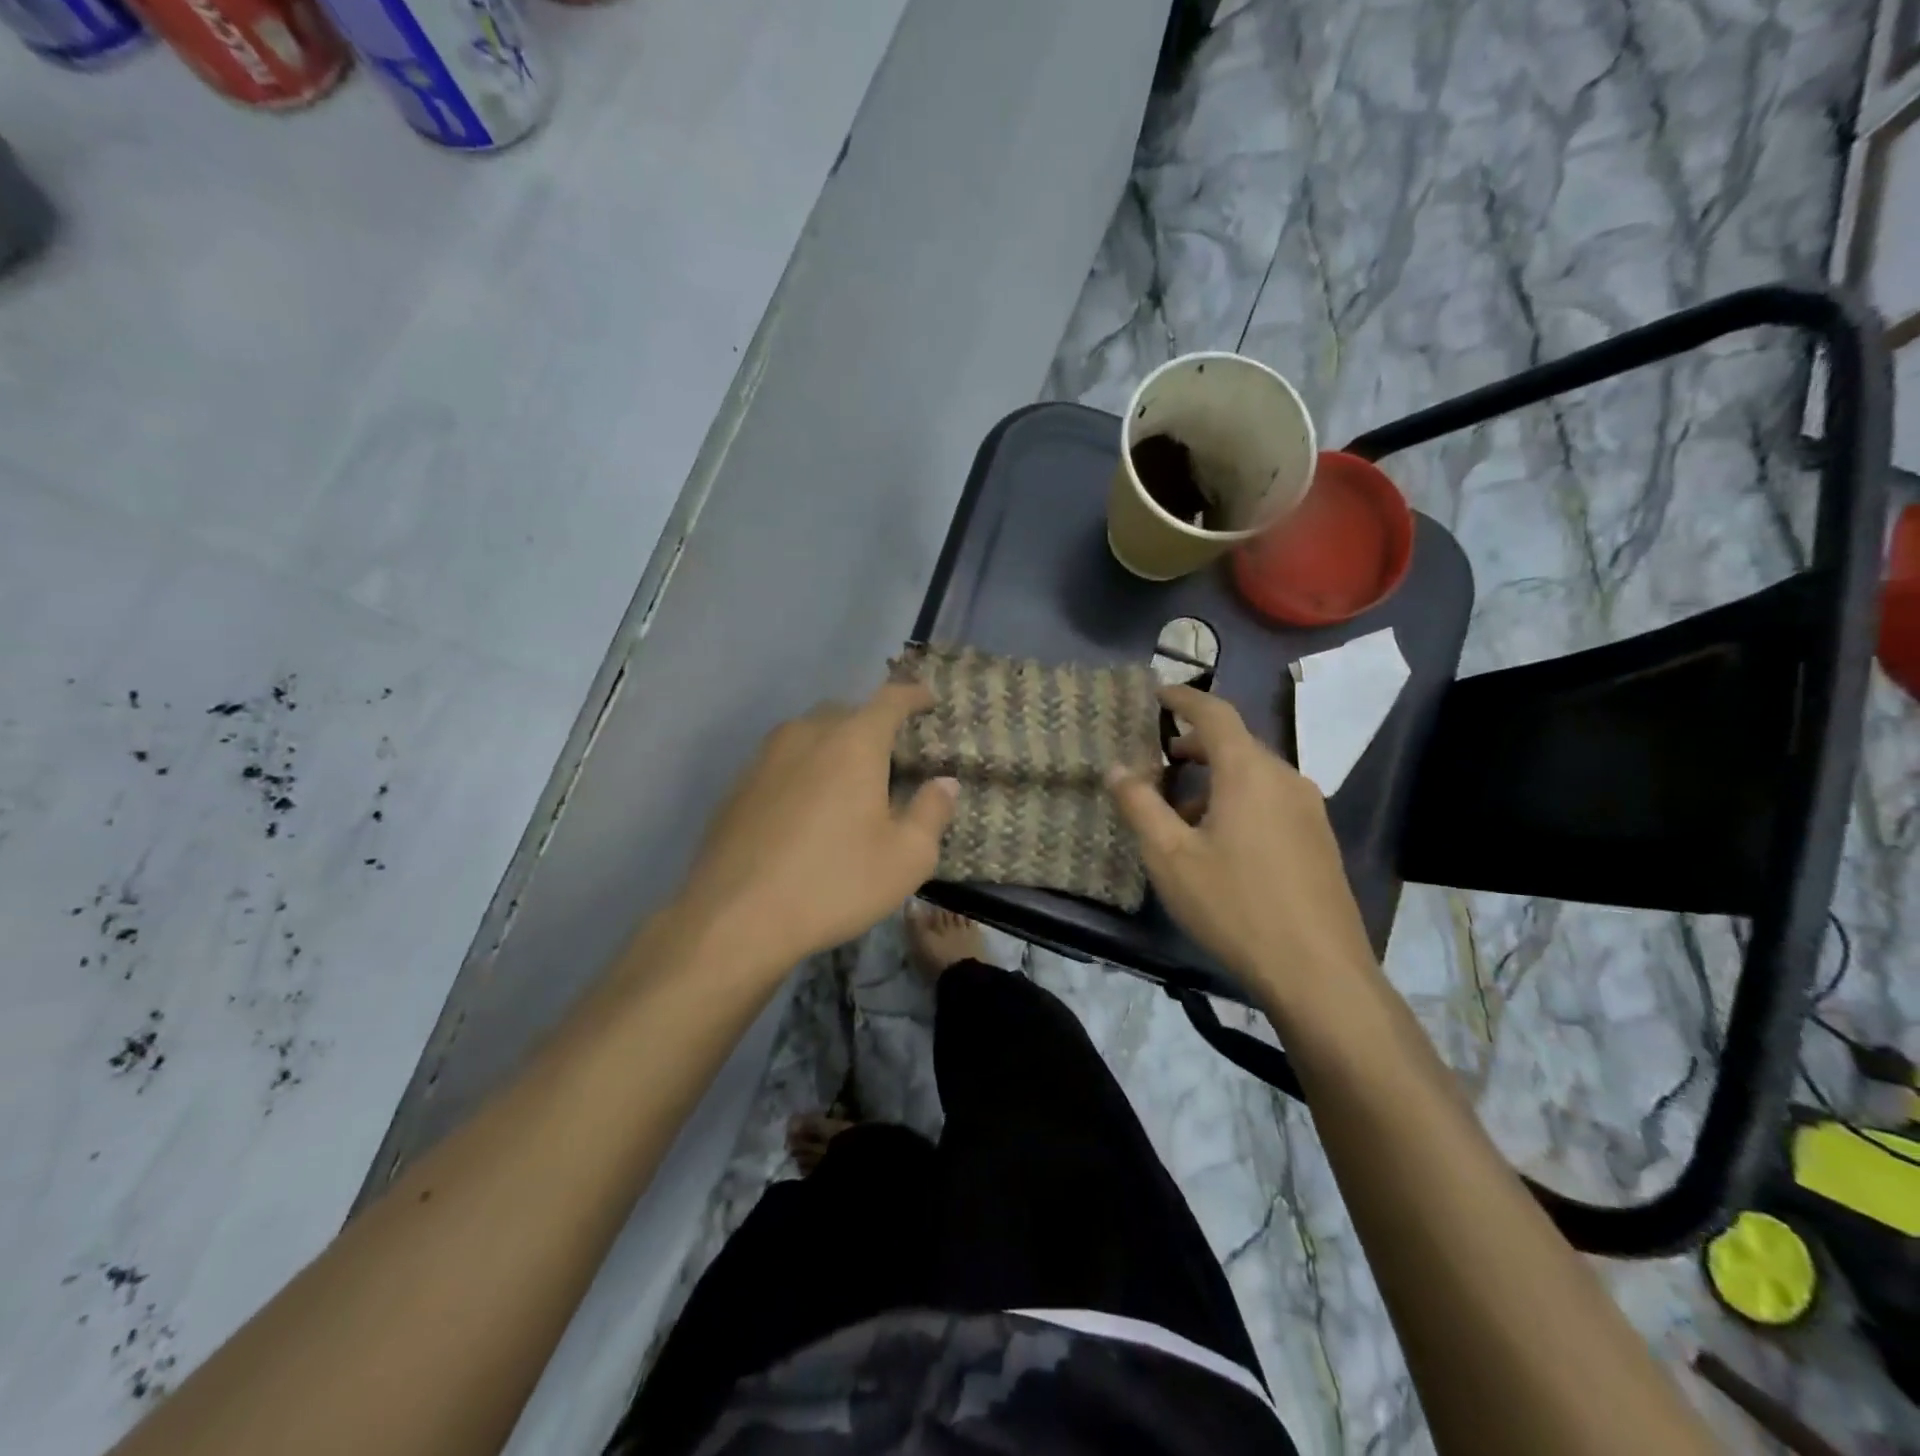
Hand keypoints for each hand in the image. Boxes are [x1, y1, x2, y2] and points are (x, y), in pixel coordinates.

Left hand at [675, 681, 957, 974]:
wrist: (734, 918)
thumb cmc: (834, 883)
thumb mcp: (906, 858)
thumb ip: (932, 812)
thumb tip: (943, 783)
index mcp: (853, 742)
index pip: (890, 699)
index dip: (913, 694)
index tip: (928, 700)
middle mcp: (806, 735)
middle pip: (846, 712)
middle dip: (872, 724)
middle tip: (891, 756)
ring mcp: (764, 757)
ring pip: (809, 734)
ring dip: (834, 745)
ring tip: (848, 782)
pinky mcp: (738, 785)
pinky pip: (782, 761)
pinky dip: (803, 770)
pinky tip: (806, 810)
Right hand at [1106, 685, 1380, 1013]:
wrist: (1319, 972)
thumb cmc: (1235, 906)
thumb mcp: (1170, 857)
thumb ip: (1140, 806)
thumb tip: (1117, 769)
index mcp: (1249, 771)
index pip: (1215, 713)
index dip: (1184, 699)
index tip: (1158, 694)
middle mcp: (1285, 778)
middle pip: (1236, 743)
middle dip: (1195, 745)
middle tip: (1161, 760)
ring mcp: (1309, 810)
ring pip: (1254, 774)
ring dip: (1215, 778)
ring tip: (1182, 812)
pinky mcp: (1319, 840)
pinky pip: (1271, 800)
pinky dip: (1239, 800)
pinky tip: (1221, 843)